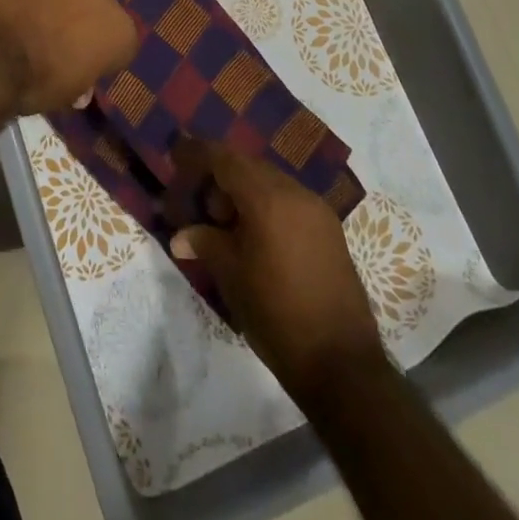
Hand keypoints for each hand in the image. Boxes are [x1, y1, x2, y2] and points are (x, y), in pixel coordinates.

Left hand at [0, 0, 137, 114]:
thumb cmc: (36, 81)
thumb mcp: (67, 95)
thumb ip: (81, 81)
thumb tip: (79, 85)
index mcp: (120, 31)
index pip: (121, 46)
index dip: (102, 58)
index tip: (83, 68)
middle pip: (98, 8)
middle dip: (84, 20)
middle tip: (58, 41)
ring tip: (32, 19)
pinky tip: (14, 4)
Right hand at [169, 137, 386, 403]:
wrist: (342, 366)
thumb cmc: (277, 315)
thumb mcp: (231, 276)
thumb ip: (204, 242)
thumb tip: (180, 235)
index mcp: (267, 198)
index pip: (224, 158)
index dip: (197, 153)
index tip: (176, 154)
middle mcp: (295, 193)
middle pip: (248, 166)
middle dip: (220, 176)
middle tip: (200, 204)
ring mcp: (317, 210)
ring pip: (270, 181)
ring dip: (243, 191)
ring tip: (226, 225)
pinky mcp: (330, 230)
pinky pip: (289, 200)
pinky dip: (266, 205)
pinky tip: (255, 235)